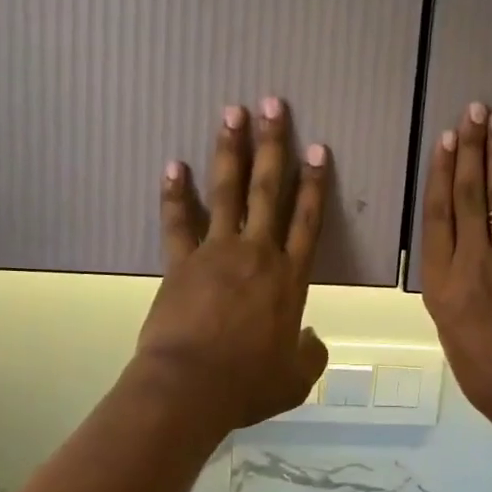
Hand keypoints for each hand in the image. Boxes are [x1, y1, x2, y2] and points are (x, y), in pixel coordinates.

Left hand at [132, 98, 330, 432]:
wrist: (191, 387)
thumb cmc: (247, 383)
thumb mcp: (294, 377)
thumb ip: (311, 353)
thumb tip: (313, 339)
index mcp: (289, 278)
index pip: (308, 220)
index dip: (314, 183)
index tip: (318, 149)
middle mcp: (256, 254)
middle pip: (268, 190)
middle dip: (273, 145)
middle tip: (272, 104)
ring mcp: (216, 253)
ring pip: (227, 192)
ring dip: (230, 151)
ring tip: (231, 113)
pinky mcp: (181, 262)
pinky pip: (178, 221)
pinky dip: (175, 193)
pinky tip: (173, 165)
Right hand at [420, 102, 491, 422]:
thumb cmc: (476, 362)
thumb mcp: (444, 318)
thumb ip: (449, 272)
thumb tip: (462, 233)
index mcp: (440, 279)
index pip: (438, 214)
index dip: (442, 172)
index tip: (447, 138)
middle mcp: (472, 264)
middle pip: (469, 197)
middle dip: (472, 150)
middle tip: (476, 111)